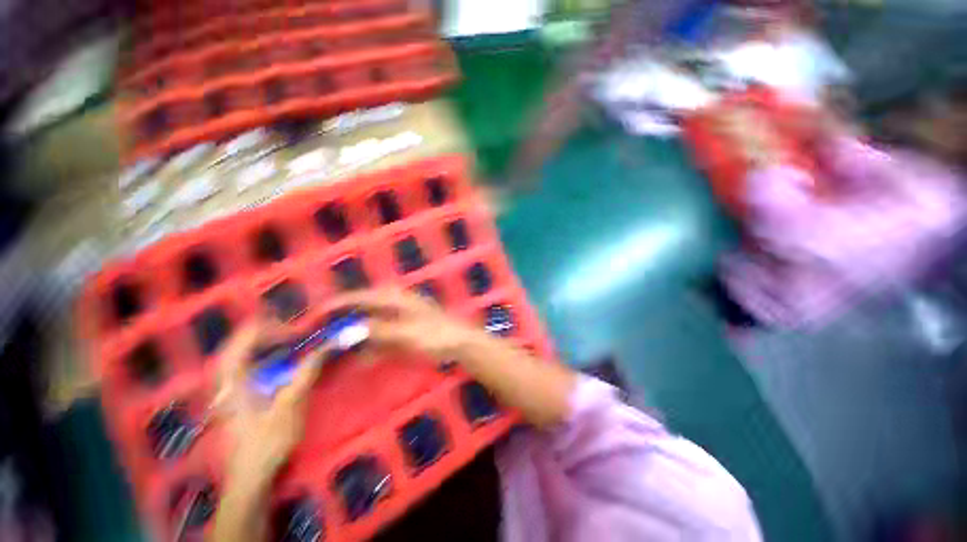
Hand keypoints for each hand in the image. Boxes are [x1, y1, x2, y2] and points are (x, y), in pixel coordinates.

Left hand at [212, 321, 326, 482]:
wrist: (250, 476)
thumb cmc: (267, 441)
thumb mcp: (291, 405)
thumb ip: (306, 373)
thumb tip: (325, 347)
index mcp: (233, 380)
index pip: (243, 339)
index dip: (269, 328)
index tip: (295, 331)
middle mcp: (225, 380)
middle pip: (239, 342)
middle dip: (267, 332)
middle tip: (293, 331)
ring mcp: (228, 389)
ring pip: (240, 354)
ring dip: (265, 343)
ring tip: (289, 341)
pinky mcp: (236, 396)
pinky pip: (245, 366)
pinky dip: (262, 357)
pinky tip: (279, 361)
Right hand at [329, 289, 487, 361]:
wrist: (459, 343)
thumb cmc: (435, 335)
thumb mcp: (407, 333)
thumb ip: (379, 330)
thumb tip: (348, 331)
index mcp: (395, 299)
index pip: (359, 297)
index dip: (337, 305)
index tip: (315, 316)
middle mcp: (395, 303)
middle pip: (362, 308)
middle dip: (342, 319)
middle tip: (321, 333)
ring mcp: (400, 316)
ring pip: (370, 322)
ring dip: (354, 334)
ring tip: (334, 347)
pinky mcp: (403, 330)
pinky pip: (381, 335)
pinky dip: (370, 345)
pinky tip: (361, 358)